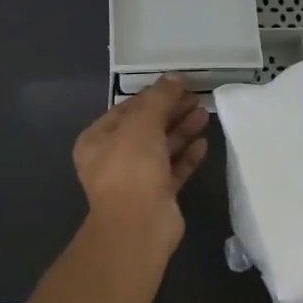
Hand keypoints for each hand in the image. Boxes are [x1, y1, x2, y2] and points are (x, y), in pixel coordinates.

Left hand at [73, 77, 208, 249]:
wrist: (138, 224)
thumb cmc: (131, 166)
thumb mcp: (143, 122)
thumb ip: (159, 98)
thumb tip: (174, 78)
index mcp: (98, 139)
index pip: (127, 109)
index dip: (153, 95)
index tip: (179, 85)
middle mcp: (113, 158)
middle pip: (146, 128)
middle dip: (171, 112)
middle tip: (197, 98)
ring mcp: (136, 179)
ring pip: (161, 148)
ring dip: (182, 131)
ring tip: (205, 114)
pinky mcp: (157, 195)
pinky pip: (173, 170)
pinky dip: (187, 156)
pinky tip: (204, 143)